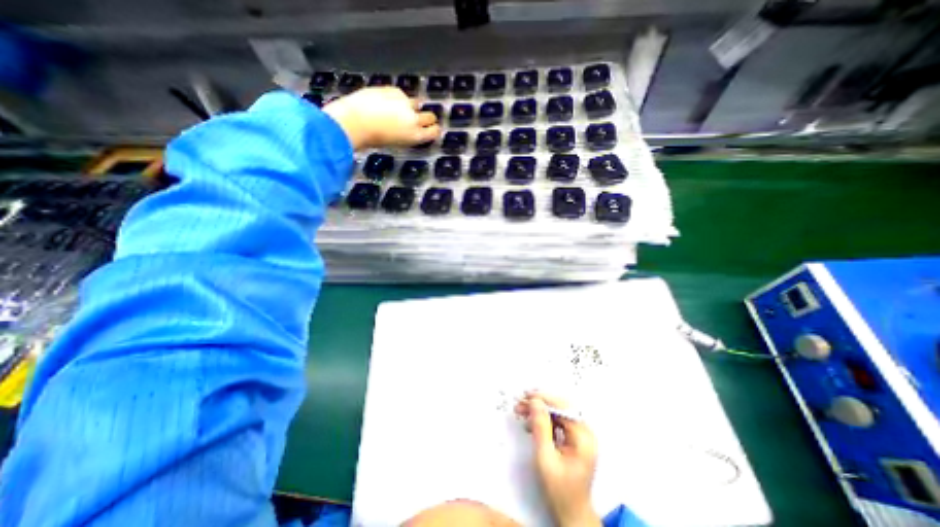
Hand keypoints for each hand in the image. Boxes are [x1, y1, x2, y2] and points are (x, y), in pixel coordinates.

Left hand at [324, 84, 440, 147]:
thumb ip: (407, 135)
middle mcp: (415, 119)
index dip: (433, 130)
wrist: (355, 121)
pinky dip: (396, 98)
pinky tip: (386, 101)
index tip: (431, 130)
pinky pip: (400, 94)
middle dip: (427, 118)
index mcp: (416, 136)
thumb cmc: (373, 139)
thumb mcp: (396, 143)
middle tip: (419, 119)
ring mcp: (405, 103)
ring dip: (411, 107)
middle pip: (430, 116)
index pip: (434, 131)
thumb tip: (407, 130)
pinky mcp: (394, 90)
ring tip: (399, 110)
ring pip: (416, 103)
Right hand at [513, 392, 601, 526]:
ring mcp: (580, 436)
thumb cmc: (559, 490)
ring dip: (539, 411)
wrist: (572, 514)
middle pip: (561, 408)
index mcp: (583, 438)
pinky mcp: (574, 439)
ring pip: (557, 413)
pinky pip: (558, 422)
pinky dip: (543, 420)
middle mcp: (585, 433)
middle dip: (539, 404)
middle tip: (520, 402)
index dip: (544, 399)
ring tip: (521, 411)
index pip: (563, 408)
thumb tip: (535, 402)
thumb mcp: (546, 458)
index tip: (526, 396)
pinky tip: (530, 424)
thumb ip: (540, 428)